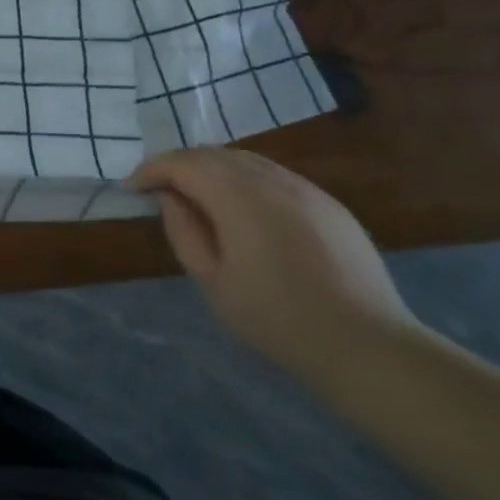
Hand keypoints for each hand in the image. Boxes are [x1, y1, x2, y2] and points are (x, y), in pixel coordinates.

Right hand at [128, 148, 419, 384]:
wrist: (367, 345)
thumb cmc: (277, 319)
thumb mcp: (213, 282)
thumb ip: (185, 231)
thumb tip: (170, 197)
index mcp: (239, 197)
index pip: (184, 163)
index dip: (152, 169)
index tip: (132, 188)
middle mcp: (272, 180)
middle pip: (214, 154)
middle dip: (180, 165)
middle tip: (158, 188)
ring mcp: (306, 189)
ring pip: (246, 161)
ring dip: (213, 169)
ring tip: (196, 196)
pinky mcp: (329, 204)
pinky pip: (275, 176)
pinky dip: (245, 180)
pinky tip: (242, 210)